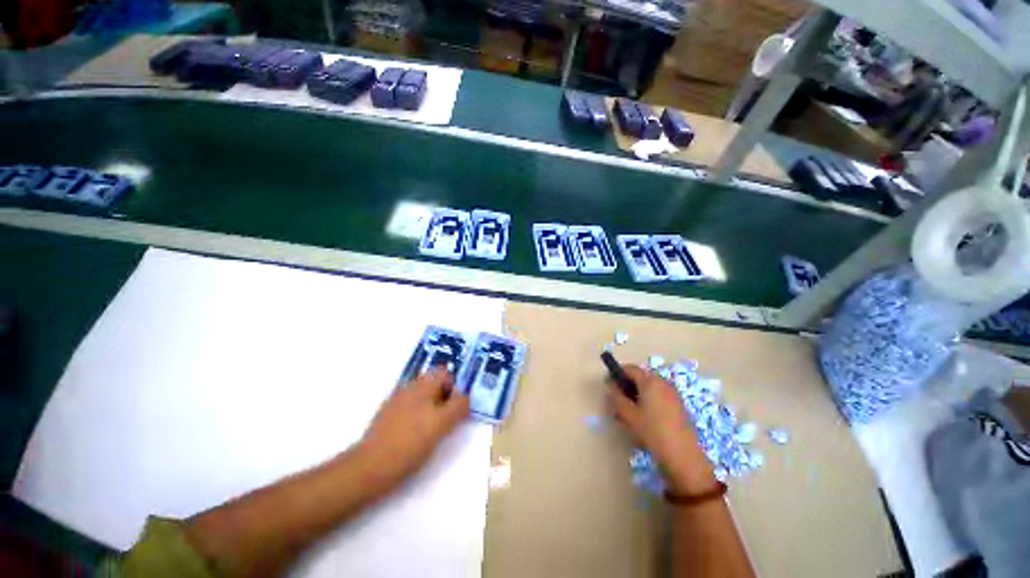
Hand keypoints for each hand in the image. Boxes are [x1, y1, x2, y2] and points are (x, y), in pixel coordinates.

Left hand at [357, 367, 470, 489]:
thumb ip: (458, 407)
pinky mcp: (388, 416)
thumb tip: (467, 397)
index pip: (445, 373)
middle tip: (448, 418)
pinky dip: (419, 415)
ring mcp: (396, 401)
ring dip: (432, 406)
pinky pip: (411, 407)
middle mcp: (409, 388)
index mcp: (422, 385)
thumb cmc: (410, 443)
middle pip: (434, 383)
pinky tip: (417, 434)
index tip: (458, 407)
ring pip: (422, 396)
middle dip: (444, 396)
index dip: (455, 386)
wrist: (370, 467)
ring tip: (433, 428)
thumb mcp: (441, 424)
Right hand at [609, 364, 716, 494]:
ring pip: (649, 388)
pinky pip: (658, 396)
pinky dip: (648, 401)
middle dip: (627, 386)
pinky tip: (643, 418)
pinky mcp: (678, 405)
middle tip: (618, 401)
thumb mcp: (628, 414)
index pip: (630, 368)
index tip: (609, 385)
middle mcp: (662, 382)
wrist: (683, 456)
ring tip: (628, 413)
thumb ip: (617, 397)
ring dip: (636, 395)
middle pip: (640, 377)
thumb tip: (611, 386)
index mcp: (650, 381)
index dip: (617, 374)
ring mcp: (672, 394)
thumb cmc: (652, 431)